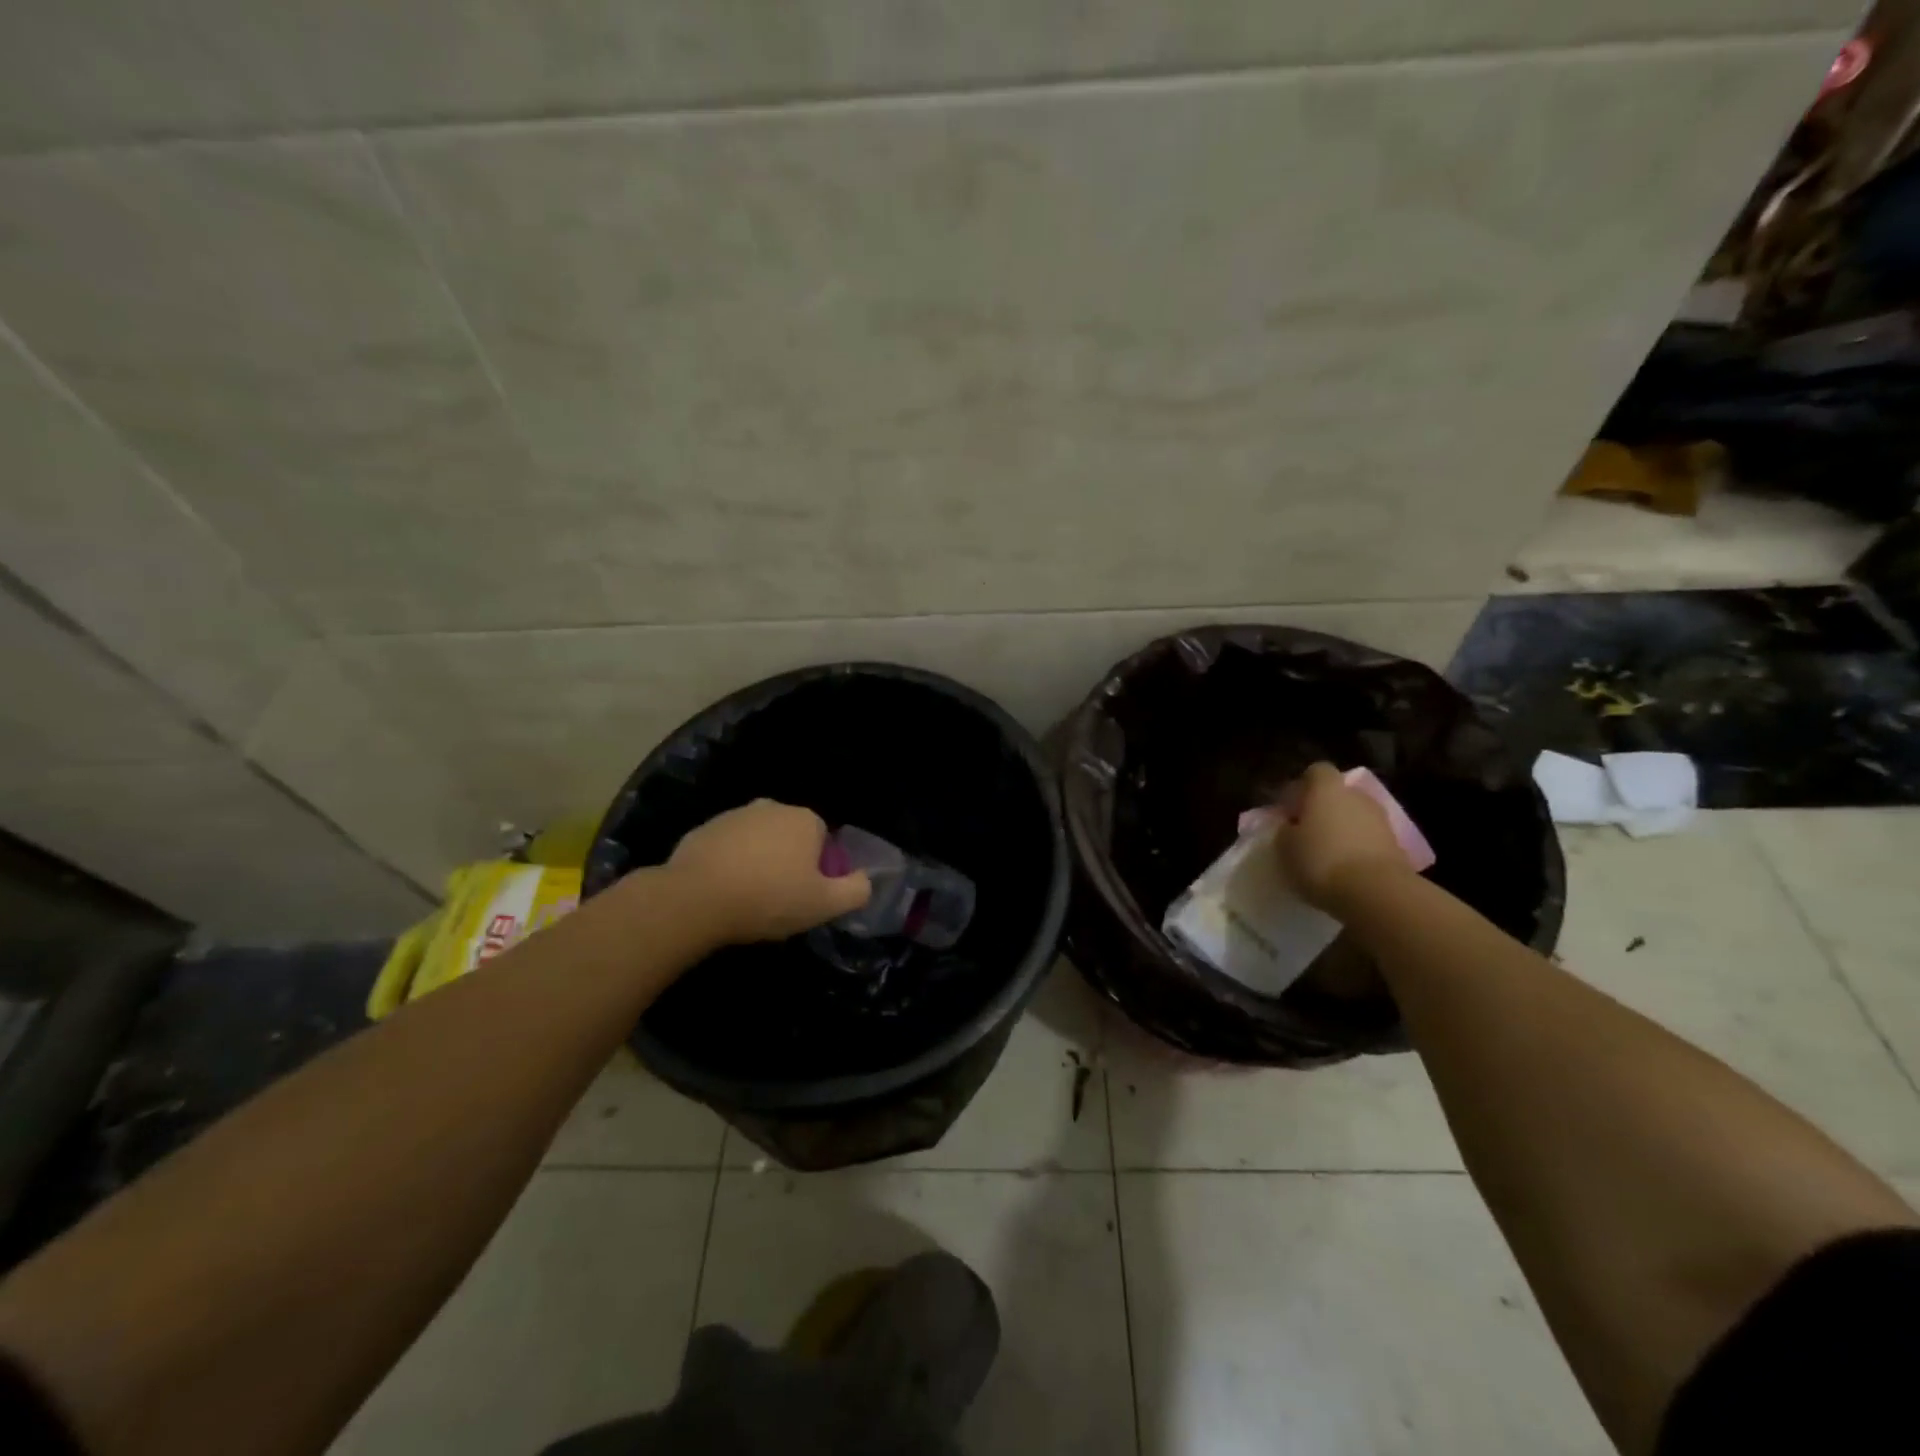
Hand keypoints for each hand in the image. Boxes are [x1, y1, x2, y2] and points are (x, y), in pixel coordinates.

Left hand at [667, 799, 871, 944]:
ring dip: (758, 861)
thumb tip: (866, 880)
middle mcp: (772, 807)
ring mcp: (734, 815)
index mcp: (805, 820)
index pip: (823, 840)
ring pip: (757, 840)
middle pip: (790, 836)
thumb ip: (856, 890)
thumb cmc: (769, 898)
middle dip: (788, 861)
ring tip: (748, 898)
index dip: (819, 869)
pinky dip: (728, 864)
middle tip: (780, 899)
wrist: (696, 899)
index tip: (807, 895)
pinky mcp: (703, 829)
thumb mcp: (824, 904)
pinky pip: (726, 848)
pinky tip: (722, 892)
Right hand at [1270, 762, 1414, 912]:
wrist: (1375, 892)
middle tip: (1306, 832)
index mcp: (1327, 788)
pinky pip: (1369, 839)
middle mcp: (1357, 796)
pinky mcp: (1397, 845)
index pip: (1315, 771)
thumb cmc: (1320, 860)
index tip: (1290, 809)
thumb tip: (1290, 826)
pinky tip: (1345, 868)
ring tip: (1326, 854)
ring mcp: (1381, 819)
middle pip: (1338, 794)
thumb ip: (1285, 829)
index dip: (1301, 787)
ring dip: (1342, 829)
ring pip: (1355, 817)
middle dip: (1323, 809)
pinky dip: (1357, 848)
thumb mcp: (1284, 846)